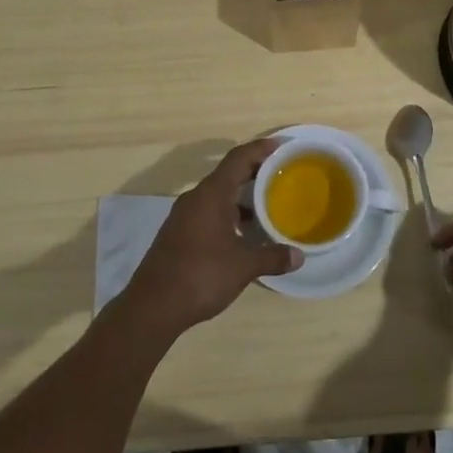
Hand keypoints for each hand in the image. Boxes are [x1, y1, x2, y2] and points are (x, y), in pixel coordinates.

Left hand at [122, 139, 301, 337]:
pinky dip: (228, 213)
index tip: (281, 146)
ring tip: (266, 205)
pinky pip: (208, 211)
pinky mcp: (178, 233)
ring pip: (217, 195)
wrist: (152, 306)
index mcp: (211, 194)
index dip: (260, 148)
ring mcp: (183, 216)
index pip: (238, 158)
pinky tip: (242, 233)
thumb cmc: (201, 275)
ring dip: (240, 196)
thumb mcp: (243, 266)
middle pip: (228, 174)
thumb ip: (272, 257)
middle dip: (254, 172)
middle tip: (280, 174)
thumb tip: (299, 256)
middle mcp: (196, 198)